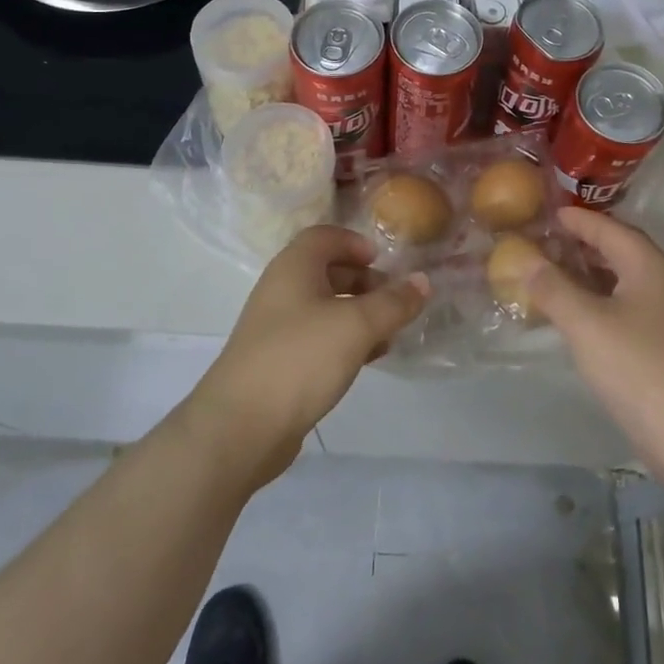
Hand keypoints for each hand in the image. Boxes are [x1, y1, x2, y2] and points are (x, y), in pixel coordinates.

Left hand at [192, 226, 426, 487]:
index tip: (384, 263)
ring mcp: (277, 327)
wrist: (240, 427)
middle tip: (395, 300)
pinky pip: (318, 338)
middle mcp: (282, 290)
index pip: (325, 236)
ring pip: (325, 307)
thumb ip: (394, 302)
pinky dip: (345, 340)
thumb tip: (423, 281)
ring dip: (359, 313)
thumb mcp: (356, 325)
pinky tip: (368, 359)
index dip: (356, 242)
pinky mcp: (279, 362)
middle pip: (327, 270)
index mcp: (294, 267)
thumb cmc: (300, 358)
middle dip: (364, 280)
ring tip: (390, 333)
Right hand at [528, 208, 663, 488]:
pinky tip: (574, 316)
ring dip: (588, 275)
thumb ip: (553, 288)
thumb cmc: (639, 366)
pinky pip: (626, 307)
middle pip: (618, 251)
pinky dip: (598, 302)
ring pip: (622, 281)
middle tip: (542, 242)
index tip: (547, 212)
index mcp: (650, 264)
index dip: (577, 219)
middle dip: (580, 245)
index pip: (609, 228)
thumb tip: (525, 260)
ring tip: (550, 275)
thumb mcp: (586, 323)